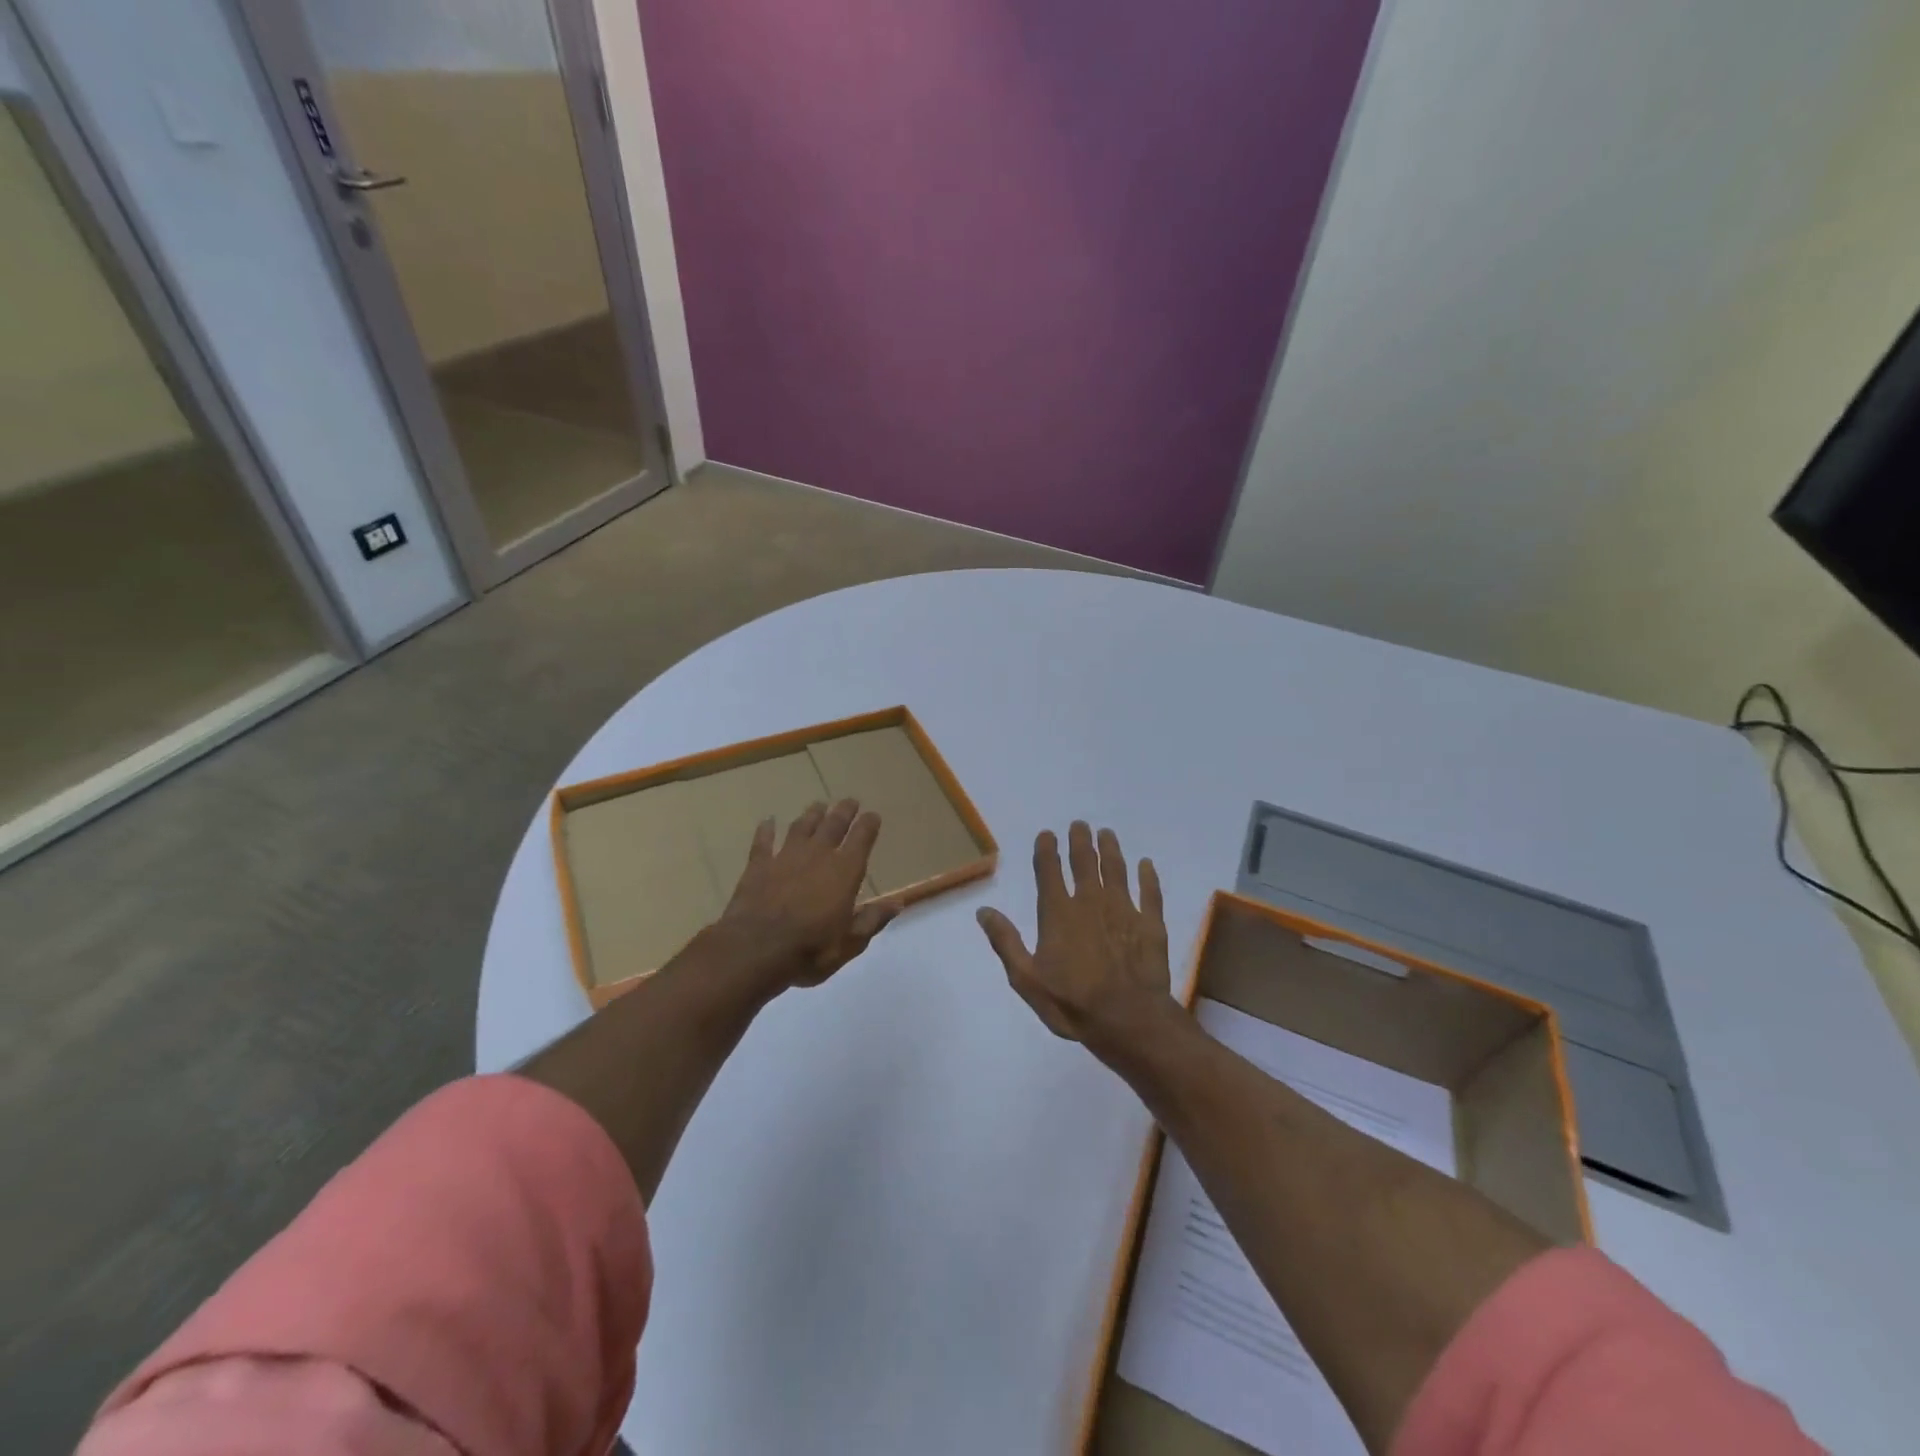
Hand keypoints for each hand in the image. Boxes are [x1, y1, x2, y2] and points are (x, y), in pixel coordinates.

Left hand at [717, 799, 900, 989]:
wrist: (756, 949)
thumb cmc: (810, 949)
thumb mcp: (850, 942)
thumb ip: (872, 920)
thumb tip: (898, 903)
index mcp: (845, 871)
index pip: (862, 838)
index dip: (869, 824)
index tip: (873, 815)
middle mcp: (818, 855)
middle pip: (833, 825)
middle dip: (844, 811)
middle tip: (849, 801)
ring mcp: (785, 857)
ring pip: (802, 827)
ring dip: (811, 815)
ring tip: (818, 805)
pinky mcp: (758, 865)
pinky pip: (763, 841)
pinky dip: (766, 830)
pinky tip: (768, 821)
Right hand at [976, 822, 1174, 1055]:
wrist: (1128, 1020)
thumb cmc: (1071, 1003)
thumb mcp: (1026, 978)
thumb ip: (1005, 941)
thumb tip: (983, 910)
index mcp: (1058, 913)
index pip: (1049, 871)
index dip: (1047, 850)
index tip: (1048, 834)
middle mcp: (1090, 902)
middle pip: (1084, 862)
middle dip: (1080, 841)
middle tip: (1080, 825)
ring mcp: (1123, 910)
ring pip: (1116, 870)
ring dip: (1111, 850)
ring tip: (1107, 833)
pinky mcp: (1150, 924)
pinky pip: (1149, 892)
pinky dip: (1148, 876)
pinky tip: (1146, 865)